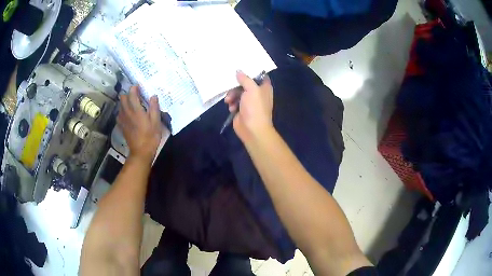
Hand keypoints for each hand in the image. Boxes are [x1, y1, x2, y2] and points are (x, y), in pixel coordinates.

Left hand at [117, 86, 162, 162]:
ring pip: (120, 105)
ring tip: (132, 105)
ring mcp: (122, 120)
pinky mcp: (121, 126)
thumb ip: (154, 107)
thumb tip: (153, 96)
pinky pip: (119, 114)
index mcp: (136, 110)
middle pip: (122, 97)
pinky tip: (128, 115)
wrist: (140, 152)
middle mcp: (127, 112)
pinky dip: (122, 111)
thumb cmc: (150, 137)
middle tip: (135, 96)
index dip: (134, 88)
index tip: (139, 87)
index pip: (132, 93)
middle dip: (128, 94)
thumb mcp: (156, 122)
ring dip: (124, 102)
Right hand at [225, 71, 273, 141]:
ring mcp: (249, 102)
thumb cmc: (255, 108)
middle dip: (236, 85)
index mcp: (264, 87)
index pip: (259, 75)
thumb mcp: (251, 89)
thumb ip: (245, 79)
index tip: (240, 67)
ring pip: (237, 92)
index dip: (250, 71)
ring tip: (229, 100)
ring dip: (231, 95)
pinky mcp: (241, 109)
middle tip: (230, 86)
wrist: (252, 129)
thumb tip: (238, 70)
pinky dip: (231, 103)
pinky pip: (234, 101)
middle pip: (244, 83)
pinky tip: (231, 108)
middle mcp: (257, 93)